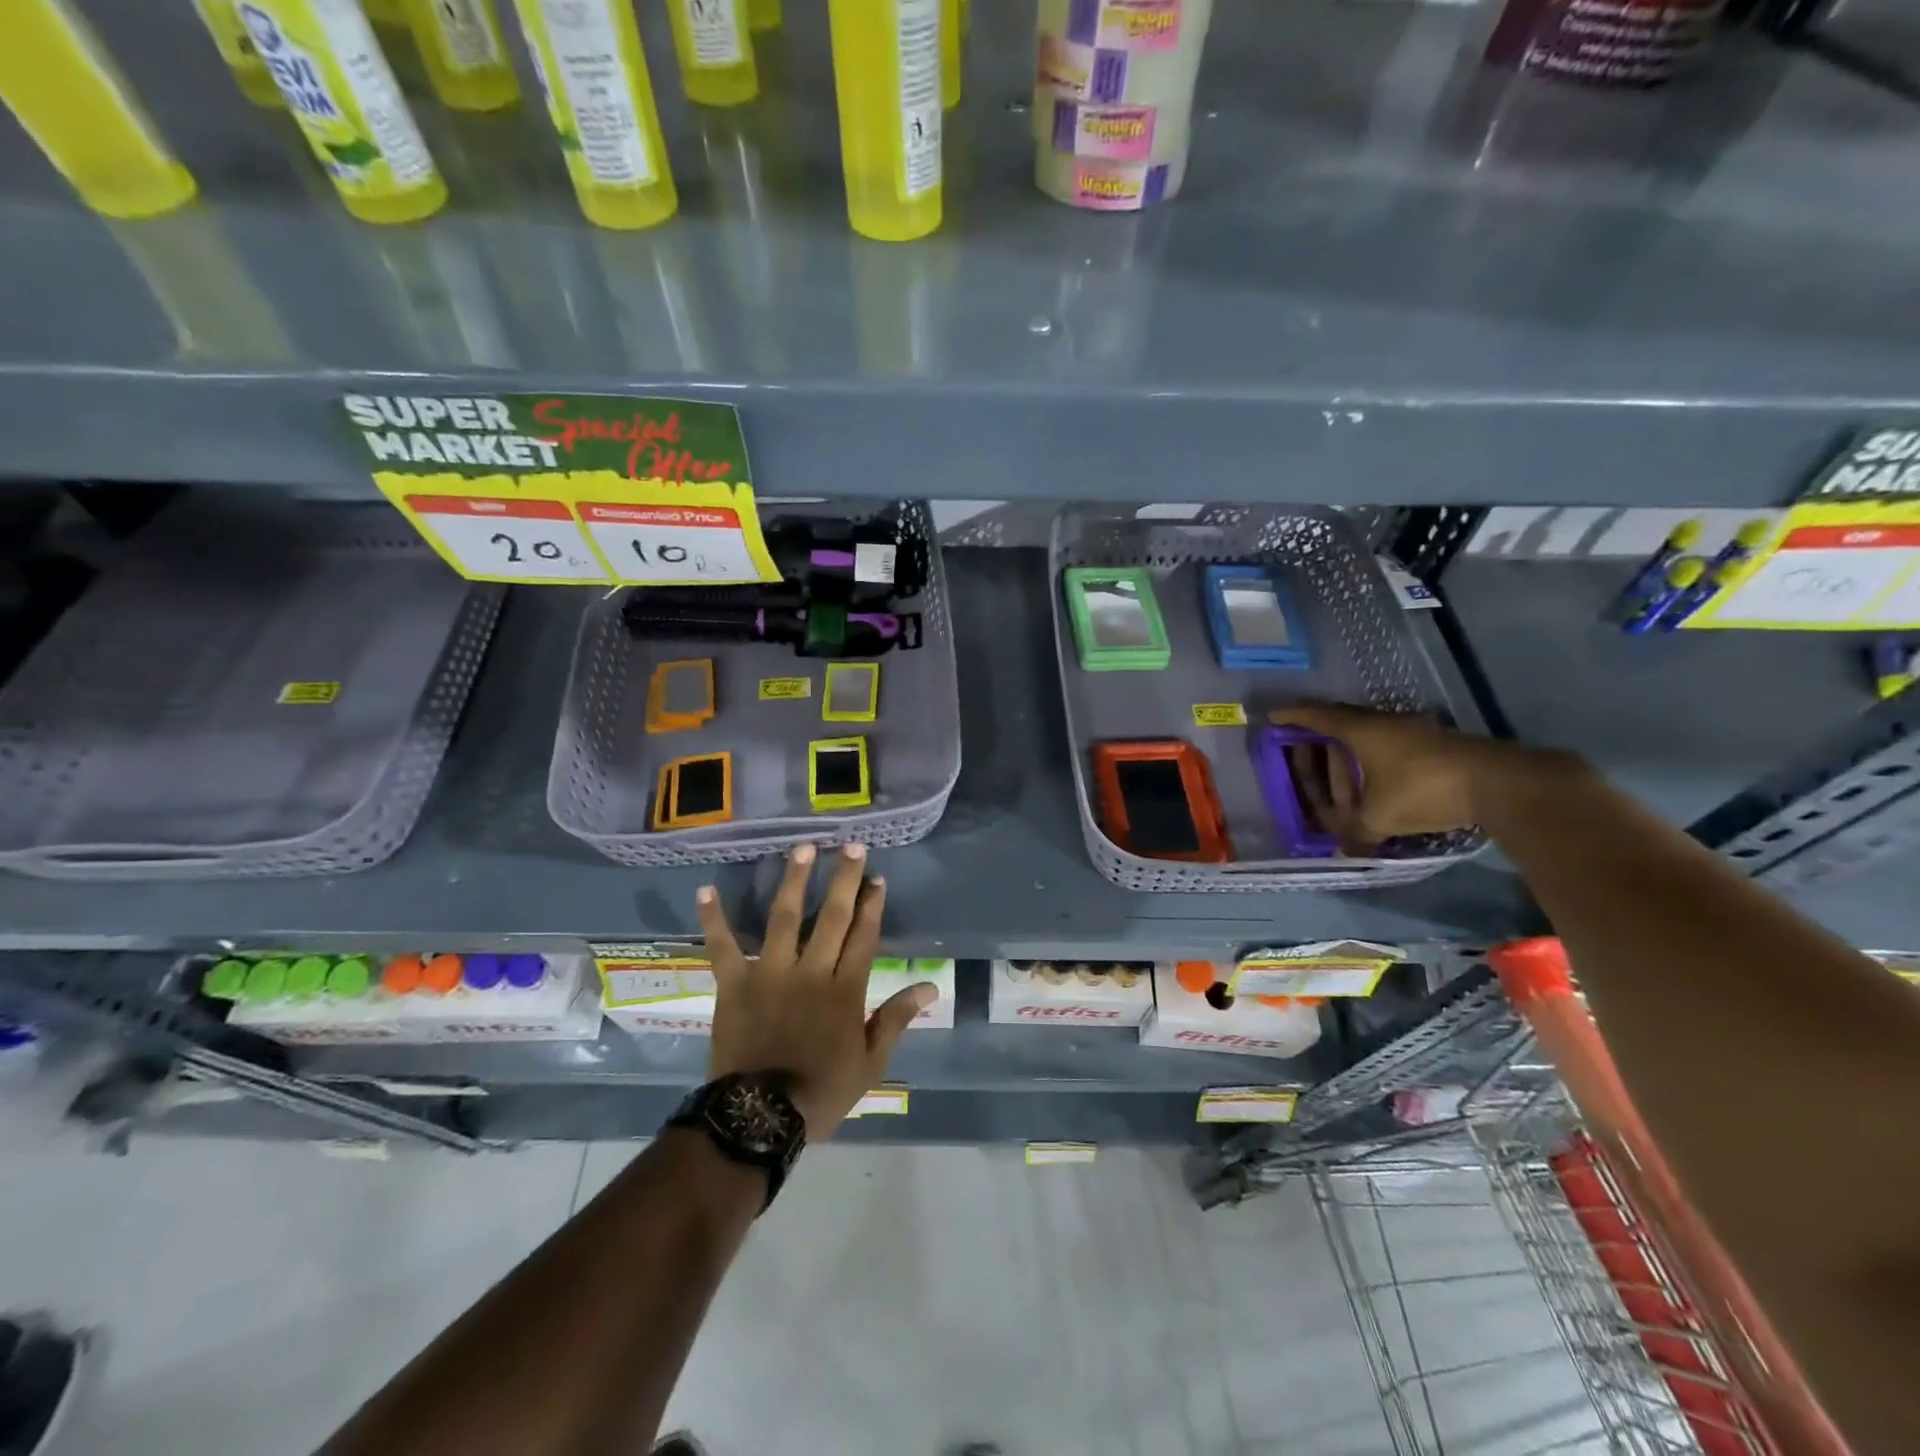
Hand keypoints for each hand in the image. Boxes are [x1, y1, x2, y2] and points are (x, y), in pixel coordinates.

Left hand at [696, 843, 933, 1139]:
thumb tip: (929, 986)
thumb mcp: (871, 1062)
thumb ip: (897, 1018)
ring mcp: (770, 973)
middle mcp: (811, 971)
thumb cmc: (821, 1091)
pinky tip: (706, 890)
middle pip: (831, 917)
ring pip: (784, 918)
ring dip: (793, 881)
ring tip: (802, 849)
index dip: (872, 905)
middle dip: (844, 879)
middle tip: (851, 846)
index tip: (877, 878)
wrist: (760, 1117)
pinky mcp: (734, 984)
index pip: (864, 936)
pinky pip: (721, 947)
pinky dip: (713, 920)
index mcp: (845, 990)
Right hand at [1267, 702, 1564, 850]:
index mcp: (1360, 731)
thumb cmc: (1425, 789)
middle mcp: (1383, 724)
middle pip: (1340, 724)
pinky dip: (1372, 761)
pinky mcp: (1434, 745)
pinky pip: (1388, 747)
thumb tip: (1341, 848)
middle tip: (1300, 750)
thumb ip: (1355, 831)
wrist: (1501, 783)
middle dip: (1317, 737)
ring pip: (1367, 736)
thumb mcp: (1380, 816)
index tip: (1272, 717)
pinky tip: (1374, 782)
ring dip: (1348, 753)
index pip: (1316, 716)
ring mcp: (1412, 731)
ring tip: (1337, 774)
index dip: (1292, 716)